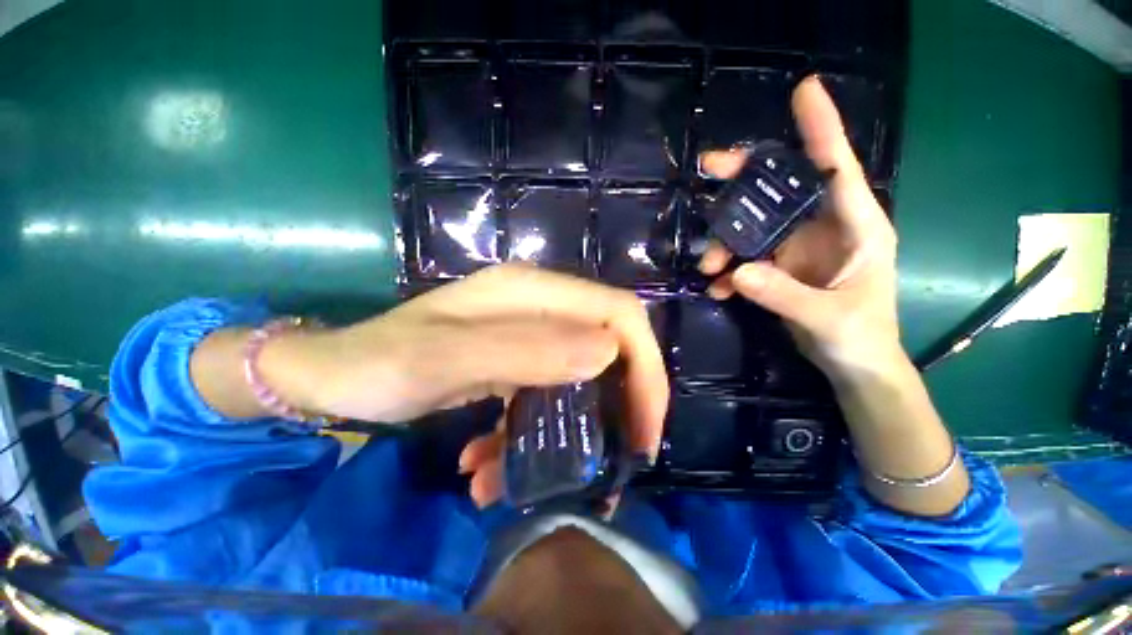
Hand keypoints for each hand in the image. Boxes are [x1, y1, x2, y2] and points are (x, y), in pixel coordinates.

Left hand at [268, 263, 668, 503]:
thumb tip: (608, 352)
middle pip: (609, 344)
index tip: (643, 428)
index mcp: (531, 291)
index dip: (644, 365)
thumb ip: (525, 349)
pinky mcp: (513, 358)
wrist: (333, 376)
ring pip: (579, 375)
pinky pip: (544, 394)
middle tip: (615, 461)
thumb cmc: (380, 364)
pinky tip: (489, 463)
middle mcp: (538, 304)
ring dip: (570, 430)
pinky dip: (530, 434)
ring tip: (529, 479)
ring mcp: (526, 331)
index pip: (618, 312)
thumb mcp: (446, 358)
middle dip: (622, 403)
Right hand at [698, 75, 901, 380]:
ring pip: (753, 226)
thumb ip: (784, 295)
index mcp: (856, 226)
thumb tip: (737, 272)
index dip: (821, 128)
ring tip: (709, 268)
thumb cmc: (860, 337)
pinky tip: (718, 289)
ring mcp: (796, 247)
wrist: (852, 363)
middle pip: (781, 189)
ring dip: (725, 241)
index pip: (837, 168)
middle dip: (746, 177)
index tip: (803, 91)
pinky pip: (745, 257)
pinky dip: (728, 271)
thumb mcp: (828, 318)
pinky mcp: (777, 267)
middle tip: (709, 168)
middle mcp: (823, 227)